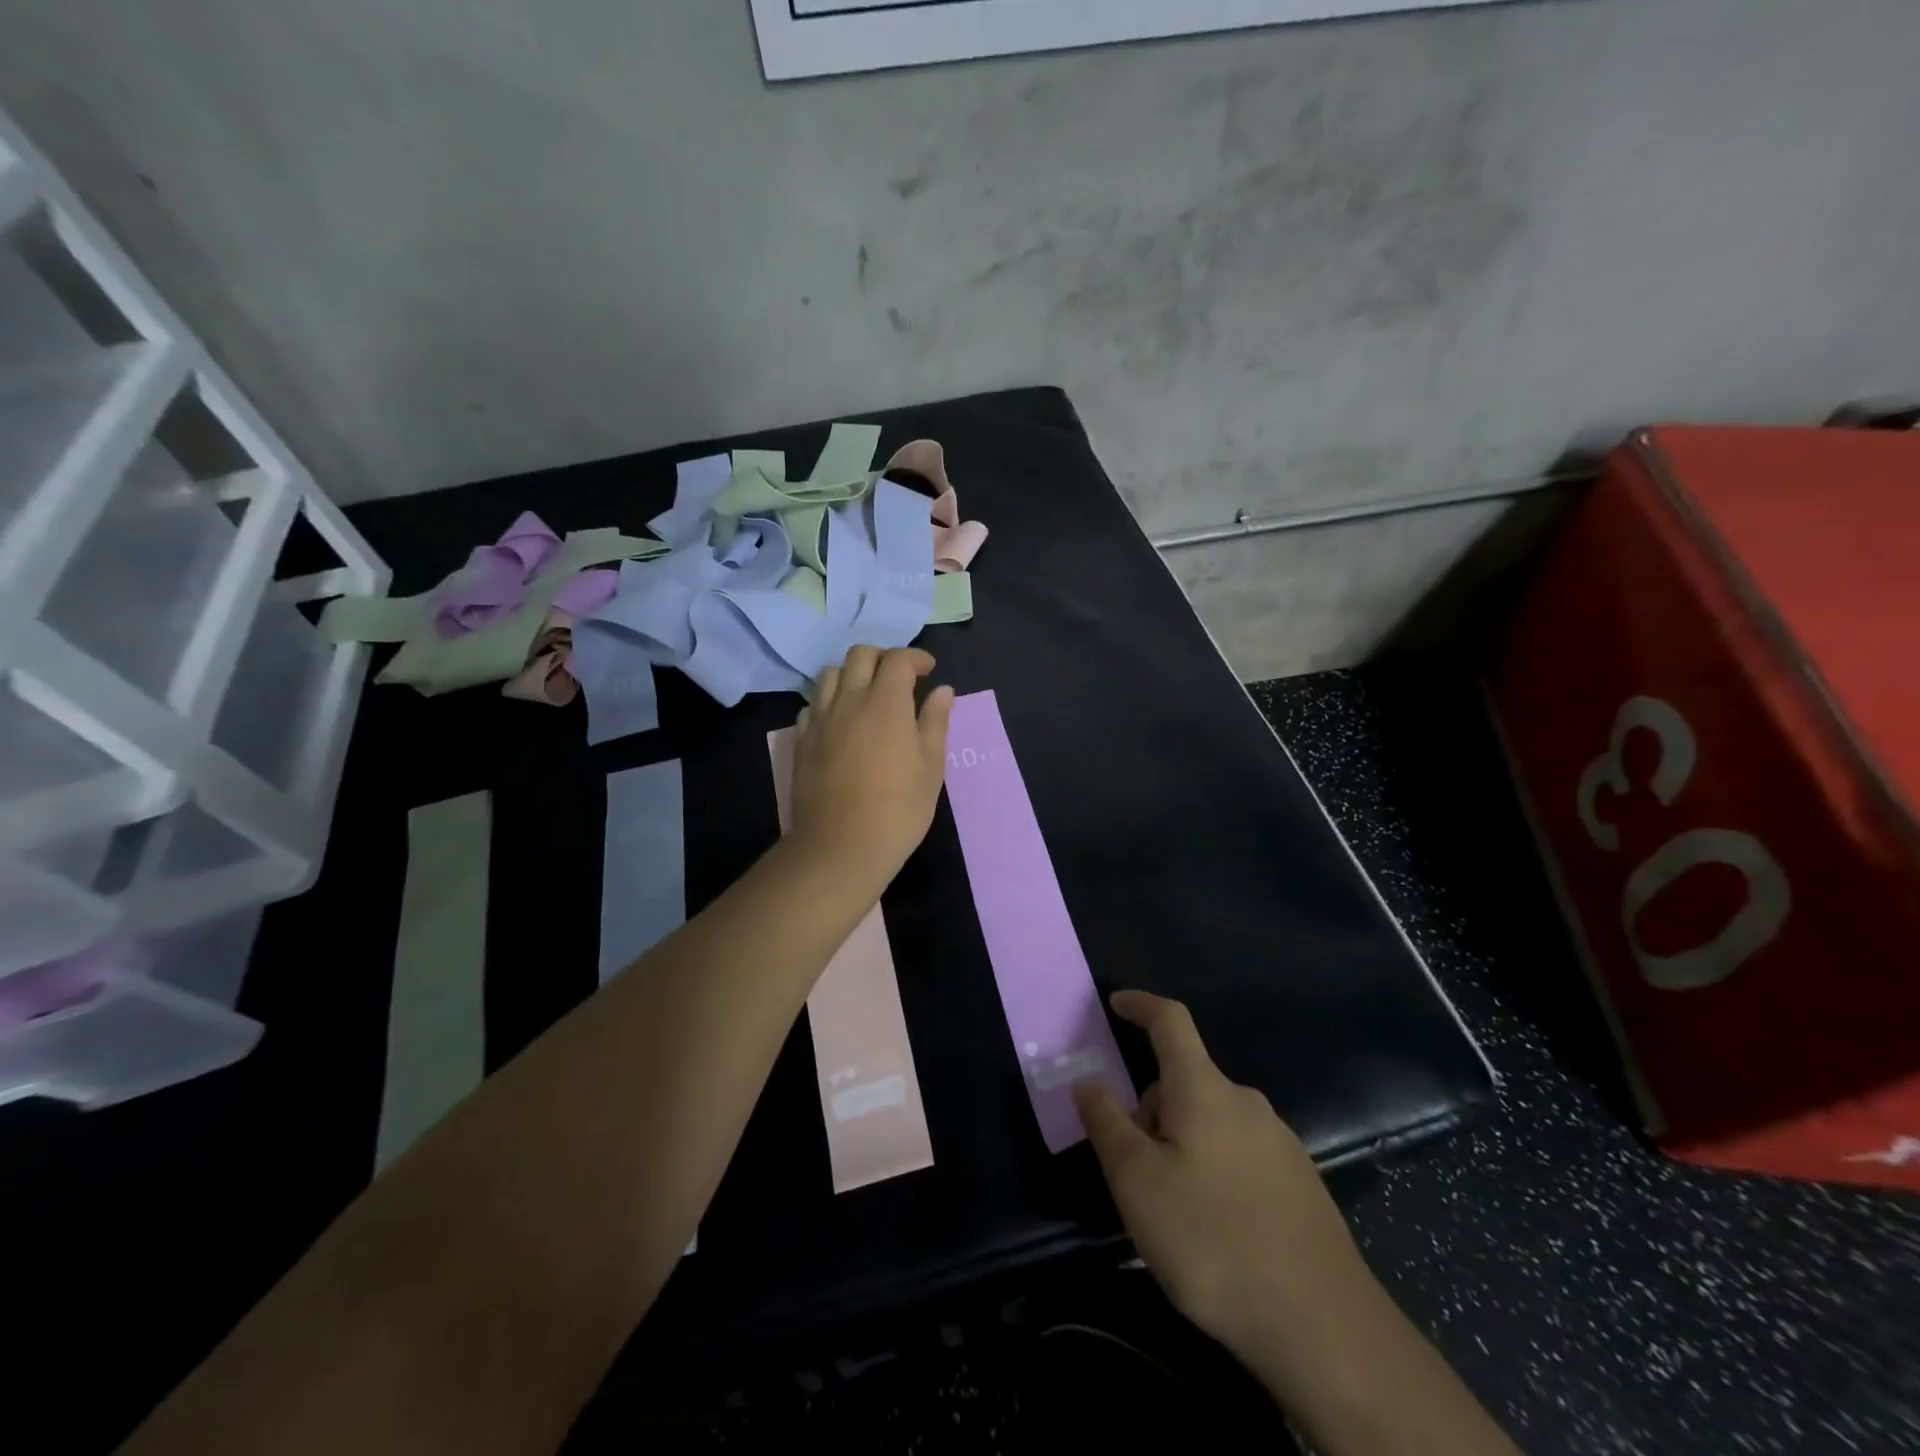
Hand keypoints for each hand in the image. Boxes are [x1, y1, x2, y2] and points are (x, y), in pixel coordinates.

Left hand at [790, 646, 953, 892]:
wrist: (841, 845)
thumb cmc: (899, 808)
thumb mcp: (930, 766)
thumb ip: (935, 722)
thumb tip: (942, 691)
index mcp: (886, 702)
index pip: (899, 659)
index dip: (916, 658)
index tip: (928, 671)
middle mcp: (849, 699)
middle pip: (860, 655)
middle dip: (883, 658)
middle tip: (899, 678)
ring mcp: (820, 719)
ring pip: (830, 674)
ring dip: (851, 674)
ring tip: (866, 695)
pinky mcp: (801, 740)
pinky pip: (812, 705)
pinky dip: (828, 702)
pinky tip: (840, 722)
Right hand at [1073, 991, 1374, 1369]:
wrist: (1324, 1329)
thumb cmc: (1213, 1241)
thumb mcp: (1137, 1182)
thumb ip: (1106, 1123)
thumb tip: (1087, 1079)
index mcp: (1204, 1089)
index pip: (1170, 1020)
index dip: (1141, 1004)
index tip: (1116, 1003)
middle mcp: (1245, 1102)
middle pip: (1185, 1082)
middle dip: (1151, 1109)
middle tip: (1132, 1170)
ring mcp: (1280, 1142)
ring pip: (1212, 1121)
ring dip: (1181, 1143)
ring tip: (1172, 1211)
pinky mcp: (1300, 1183)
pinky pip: (1240, 1153)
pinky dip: (1214, 1169)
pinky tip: (1216, 1230)